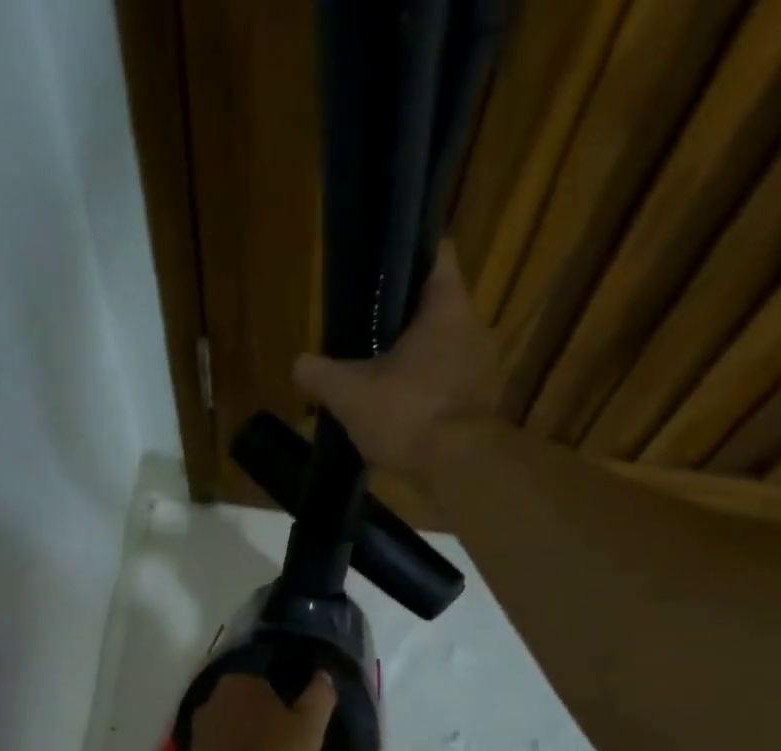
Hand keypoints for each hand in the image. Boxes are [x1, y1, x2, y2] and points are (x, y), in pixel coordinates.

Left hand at [190, 672, 336, 750]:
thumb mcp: (310, 728)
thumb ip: (319, 697)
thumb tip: (322, 675)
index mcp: (240, 683)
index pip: (270, 687)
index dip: (288, 709)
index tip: (299, 733)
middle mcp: (212, 699)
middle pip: (251, 711)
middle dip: (267, 728)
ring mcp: (198, 731)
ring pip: (236, 735)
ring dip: (251, 749)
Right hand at [291, 241, 498, 478]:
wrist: (457, 468)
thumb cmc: (407, 414)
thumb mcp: (350, 394)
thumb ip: (320, 375)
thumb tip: (299, 364)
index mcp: (446, 307)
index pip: (438, 253)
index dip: (412, 251)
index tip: (385, 263)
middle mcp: (472, 329)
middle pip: (437, 308)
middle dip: (405, 318)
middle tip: (368, 329)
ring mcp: (481, 370)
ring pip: (443, 350)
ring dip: (416, 360)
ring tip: (380, 374)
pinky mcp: (480, 407)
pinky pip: (448, 387)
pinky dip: (426, 393)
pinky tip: (400, 411)